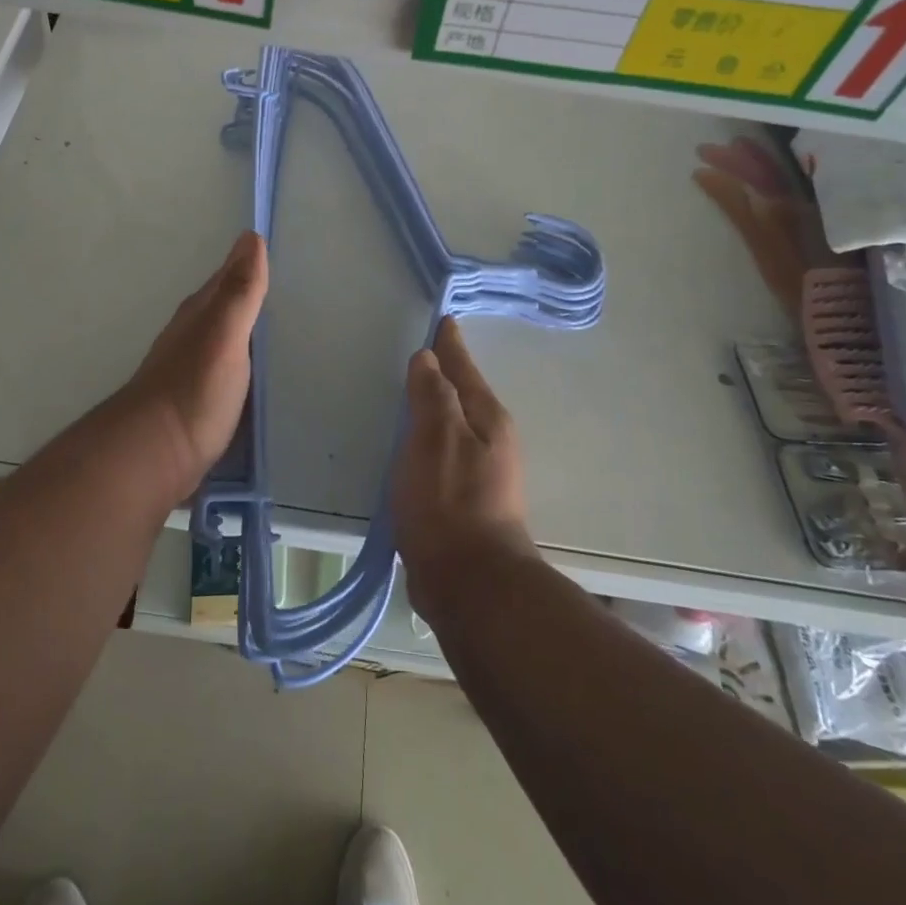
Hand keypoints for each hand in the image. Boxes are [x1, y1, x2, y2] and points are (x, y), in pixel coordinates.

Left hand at [115, 231, 267, 498]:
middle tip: (289, 289)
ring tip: (280, 329)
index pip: (228, 278)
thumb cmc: (193, 390)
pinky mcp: (197, 400)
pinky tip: (258, 373)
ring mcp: (192, 369)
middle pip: (225, 307)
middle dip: (250, 296)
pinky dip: (244, 362)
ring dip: (247, 330)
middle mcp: (193, 335)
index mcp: (200, 314)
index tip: (277, 251)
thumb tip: (251, 236)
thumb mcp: (223, 335)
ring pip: (225, 338)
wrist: (153, 456)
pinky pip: (228, 368)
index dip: (249, 265)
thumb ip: (239, 291)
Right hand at [393, 318, 535, 620]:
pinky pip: (444, 451)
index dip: (449, 343)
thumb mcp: (435, 438)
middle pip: (463, 393)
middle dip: (446, 371)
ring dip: (437, 405)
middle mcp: (491, 439)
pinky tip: (413, 444)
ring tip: (414, 392)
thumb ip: (431, 395)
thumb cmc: (450, 502)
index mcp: (487, 418)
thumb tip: (429, 358)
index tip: (443, 319)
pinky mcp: (466, 499)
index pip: (463, 367)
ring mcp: (481, 471)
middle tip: (424, 351)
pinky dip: (429, 437)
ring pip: (454, 423)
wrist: (470, 585)